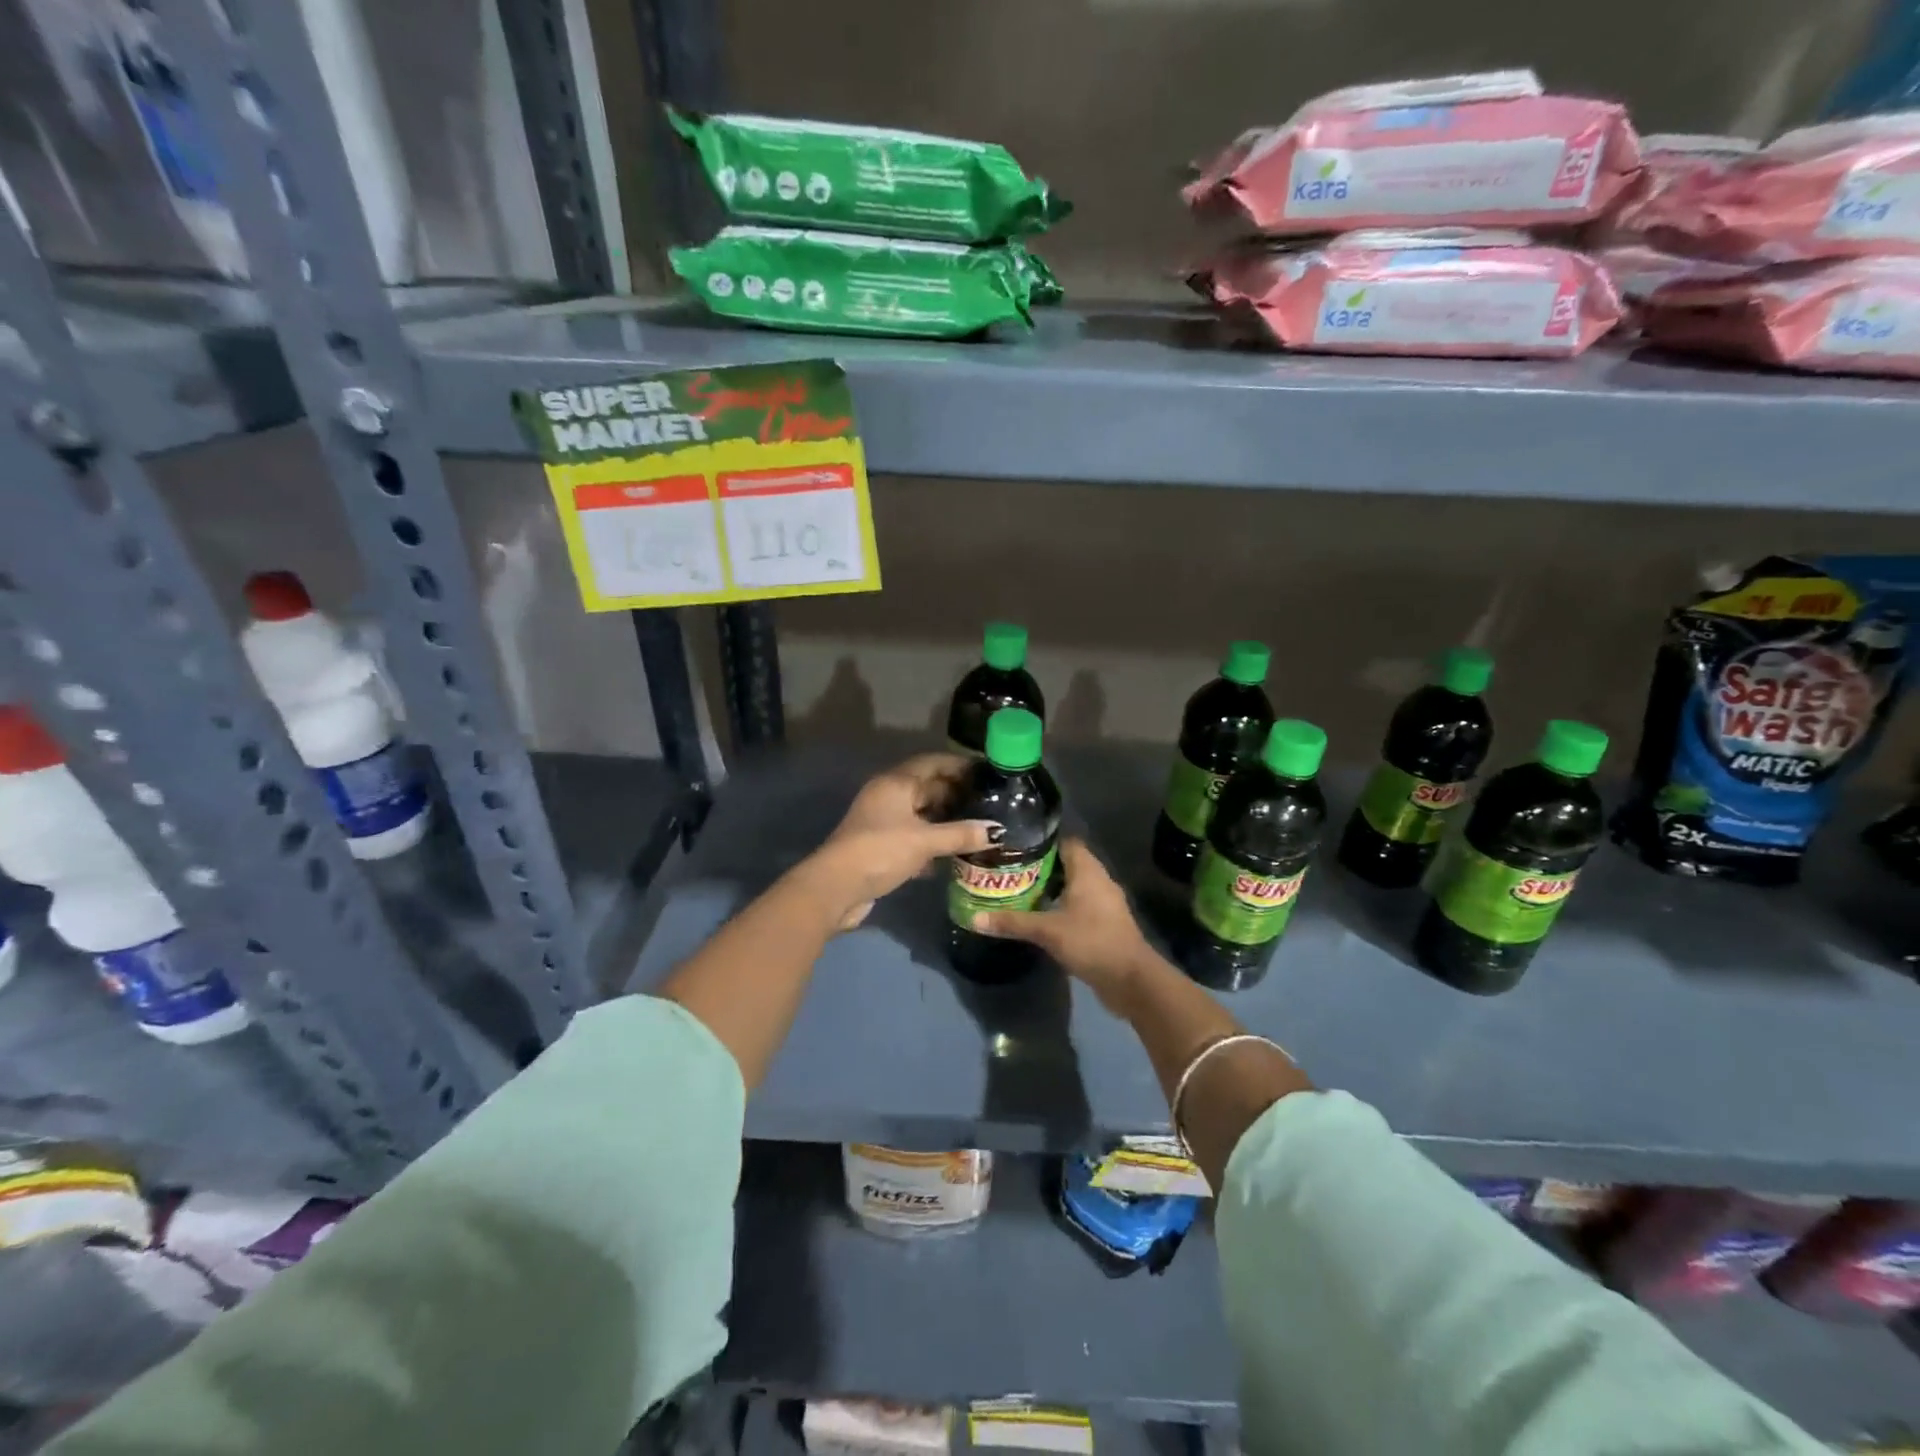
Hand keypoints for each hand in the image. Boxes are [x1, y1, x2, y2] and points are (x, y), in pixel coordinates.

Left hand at [810, 754, 998, 929]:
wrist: (836, 887)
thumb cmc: (881, 851)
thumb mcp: (925, 841)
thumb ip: (961, 834)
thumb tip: (996, 831)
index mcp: (896, 783)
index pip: (932, 763)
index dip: (959, 765)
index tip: (986, 772)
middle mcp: (888, 796)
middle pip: (928, 787)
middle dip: (956, 793)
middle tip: (989, 803)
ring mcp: (883, 821)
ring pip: (921, 813)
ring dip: (946, 820)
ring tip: (978, 827)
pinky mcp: (882, 846)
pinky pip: (914, 836)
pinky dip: (933, 842)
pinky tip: (955, 854)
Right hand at [971, 838, 1154, 1006]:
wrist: (1131, 980)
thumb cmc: (1092, 942)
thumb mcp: (1047, 931)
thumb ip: (1012, 922)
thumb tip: (974, 918)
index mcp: (1088, 871)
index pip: (1066, 841)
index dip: (1043, 841)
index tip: (1016, 845)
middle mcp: (1099, 880)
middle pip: (1068, 863)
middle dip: (1041, 865)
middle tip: (1011, 869)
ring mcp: (1105, 903)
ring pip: (1074, 885)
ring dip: (1051, 888)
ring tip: (1020, 890)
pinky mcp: (1105, 923)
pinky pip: (1080, 904)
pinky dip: (1062, 905)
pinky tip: (1041, 915)